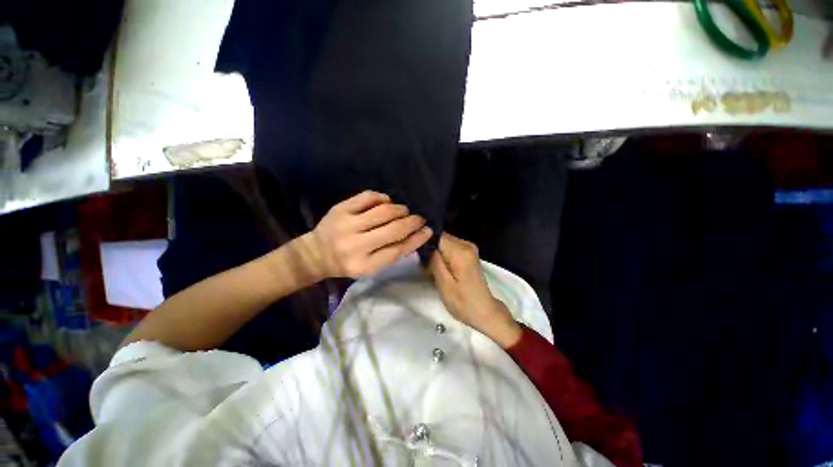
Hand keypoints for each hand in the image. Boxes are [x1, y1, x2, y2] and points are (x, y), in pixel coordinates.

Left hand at [301, 191, 432, 278]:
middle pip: (394, 229)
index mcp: (365, 265)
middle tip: (418, 218)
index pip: (398, 250)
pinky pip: (369, 197)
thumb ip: (393, 253)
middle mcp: (355, 245)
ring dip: (400, 209)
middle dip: (412, 221)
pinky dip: (383, 198)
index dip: (417, 239)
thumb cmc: (349, 263)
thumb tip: (419, 235)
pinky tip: (386, 202)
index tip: (428, 230)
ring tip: (403, 211)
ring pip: (384, 211)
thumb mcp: (372, 266)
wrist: (316, 254)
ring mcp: (346, 225)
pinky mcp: (340, 209)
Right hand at [428, 233, 521, 348]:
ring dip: (437, 254)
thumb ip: (435, 262)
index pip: (437, 235)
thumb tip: (427, 246)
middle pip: (441, 238)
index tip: (421, 257)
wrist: (485, 311)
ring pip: (444, 243)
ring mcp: (469, 248)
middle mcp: (466, 244)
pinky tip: (442, 269)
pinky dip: (443, 256)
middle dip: (431, 250)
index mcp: (460, 251)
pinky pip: (450, 248)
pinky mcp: (469, 253)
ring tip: (433, 270)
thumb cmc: (463, 302)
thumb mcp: (444, 284)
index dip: (427, 243)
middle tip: (426, 267)